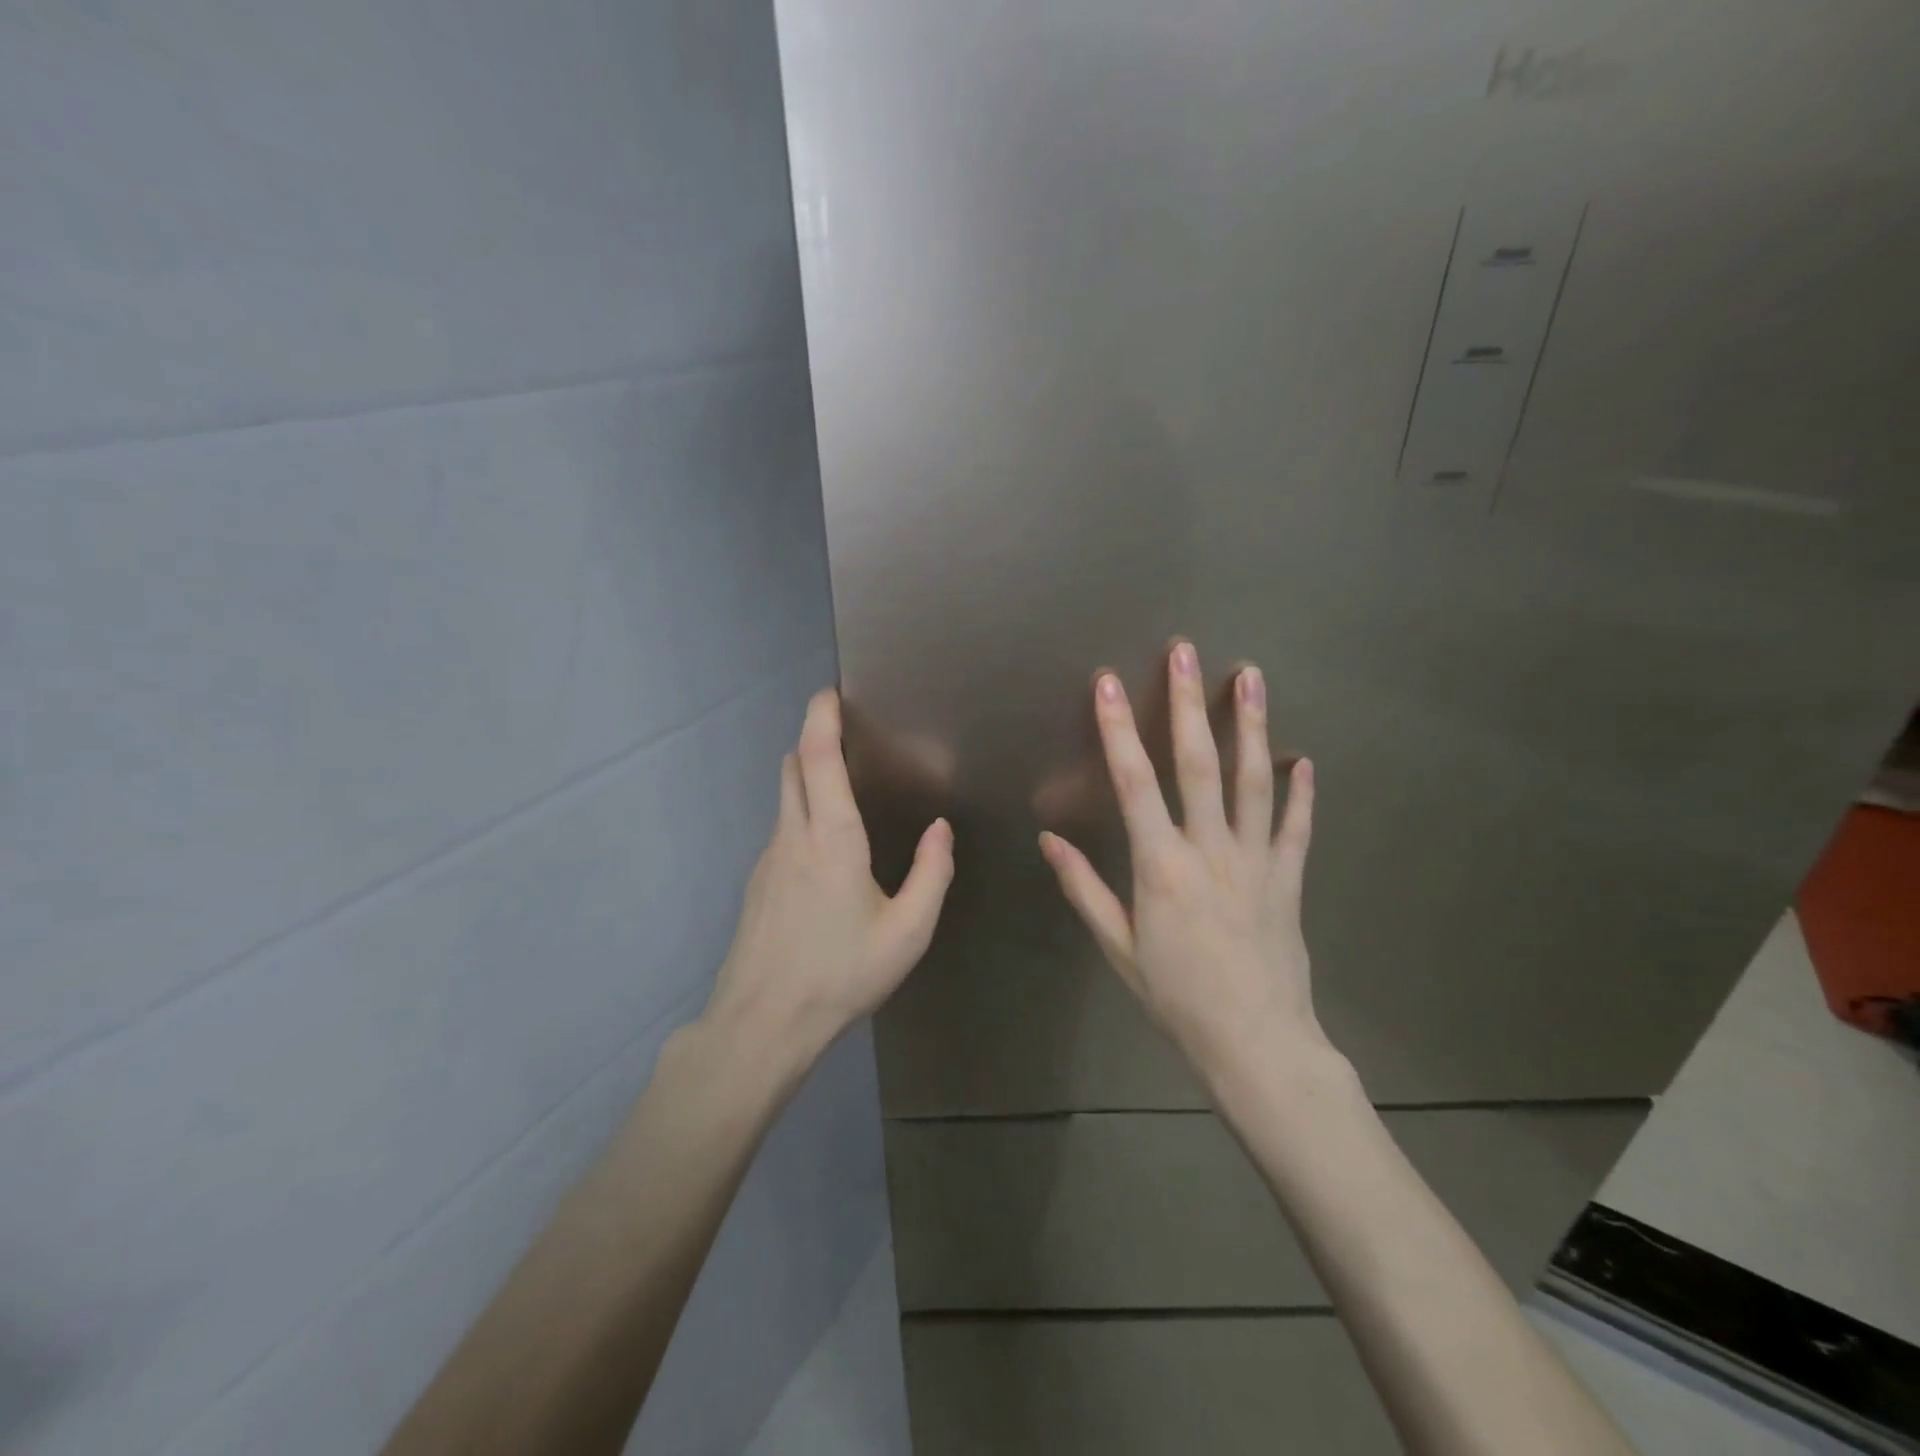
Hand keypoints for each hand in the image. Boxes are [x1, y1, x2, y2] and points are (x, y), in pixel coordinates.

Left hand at [702, 688, 954, 1067]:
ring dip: (808, 776)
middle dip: (813, 739)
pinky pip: (782, 829)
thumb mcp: (908, 932)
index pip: (816, 757)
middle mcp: (793, 836)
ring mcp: (768, 859)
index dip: (821, 717)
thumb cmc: (841, 974)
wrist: (762, 1024)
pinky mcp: (757, 883)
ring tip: (846, 788)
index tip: (831, 692)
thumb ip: (931, 874)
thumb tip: (940, 829)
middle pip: (792, 766)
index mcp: (832, 838)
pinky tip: (828, 850)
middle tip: (847, 734)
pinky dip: (802, 812)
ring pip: (784, 798)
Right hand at [1039, 643, 1323, 1085]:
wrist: (1256, 1044)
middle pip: (1197, 764)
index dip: (1118, 730)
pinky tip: (1304, 759)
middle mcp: (1210, 850)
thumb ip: (1084, 888)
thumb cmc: (1176, 997)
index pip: (1133, 783)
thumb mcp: (1118, 947)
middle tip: (1185, 652)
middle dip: (1188, 704)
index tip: (1109, 684)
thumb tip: (1049, 841)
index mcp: (1161, 867)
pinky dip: (1301, 791)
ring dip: (1251, 725)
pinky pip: (1296, 826)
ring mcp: (1256, 860)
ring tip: (1251, 676)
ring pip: (1254, 780)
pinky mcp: (1289, 877)